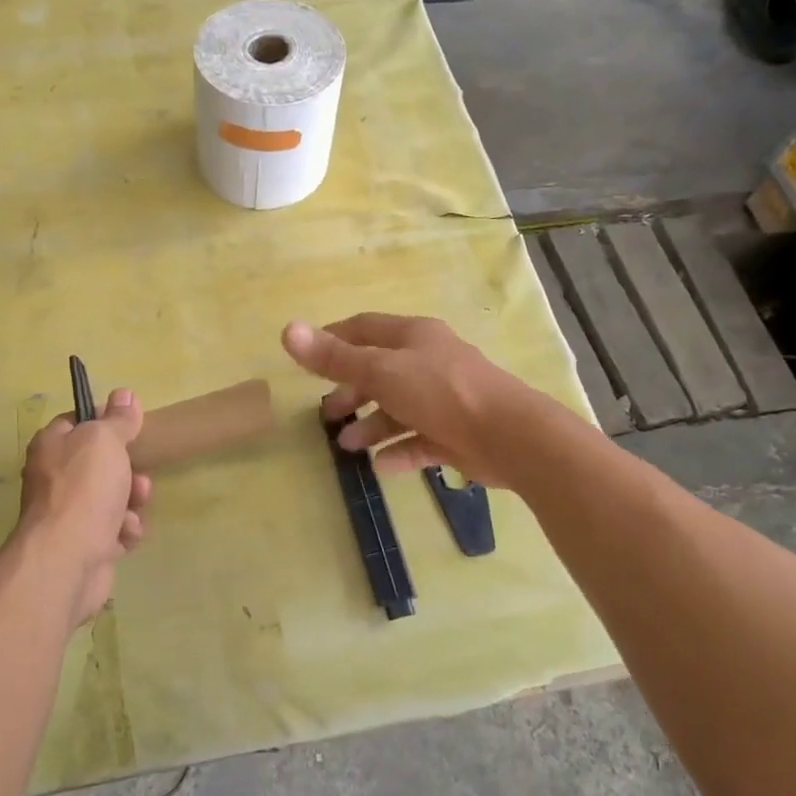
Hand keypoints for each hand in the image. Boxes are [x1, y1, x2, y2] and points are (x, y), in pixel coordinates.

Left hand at [17, 388, 152, 626]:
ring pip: (114, 497)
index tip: (130, 425)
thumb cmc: (84, 490)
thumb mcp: (105, 441)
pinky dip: (125, 531)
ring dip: (132, 501)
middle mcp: (55, 478)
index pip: (78, 421)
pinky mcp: (86, 544)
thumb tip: (125, 394)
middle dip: (128, 469)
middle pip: (101, 463)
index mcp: (52, 446)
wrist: (67, 559)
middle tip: (136, 476)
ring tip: (134, 508)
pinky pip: (116, 529)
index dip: (105, 421)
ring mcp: (69, 514)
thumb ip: (118, 419)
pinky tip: (126, 535)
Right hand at [282, 314, 536, 486]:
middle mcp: (430, 363)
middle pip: (381, 372)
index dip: (334, 340)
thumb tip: (287, 330)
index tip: (308, 359)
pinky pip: (420, 440)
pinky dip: (400, 450)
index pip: (365, 328)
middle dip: (351, 391)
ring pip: (400, 409)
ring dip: (372, 425)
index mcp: (414, 337)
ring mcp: (446, 399)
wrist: (508, 436)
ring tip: (347, 446)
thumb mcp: (381, 371)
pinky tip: (381, 466)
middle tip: (327, 413)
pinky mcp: (457, 434)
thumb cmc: (440, 392)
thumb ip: (335, 358)